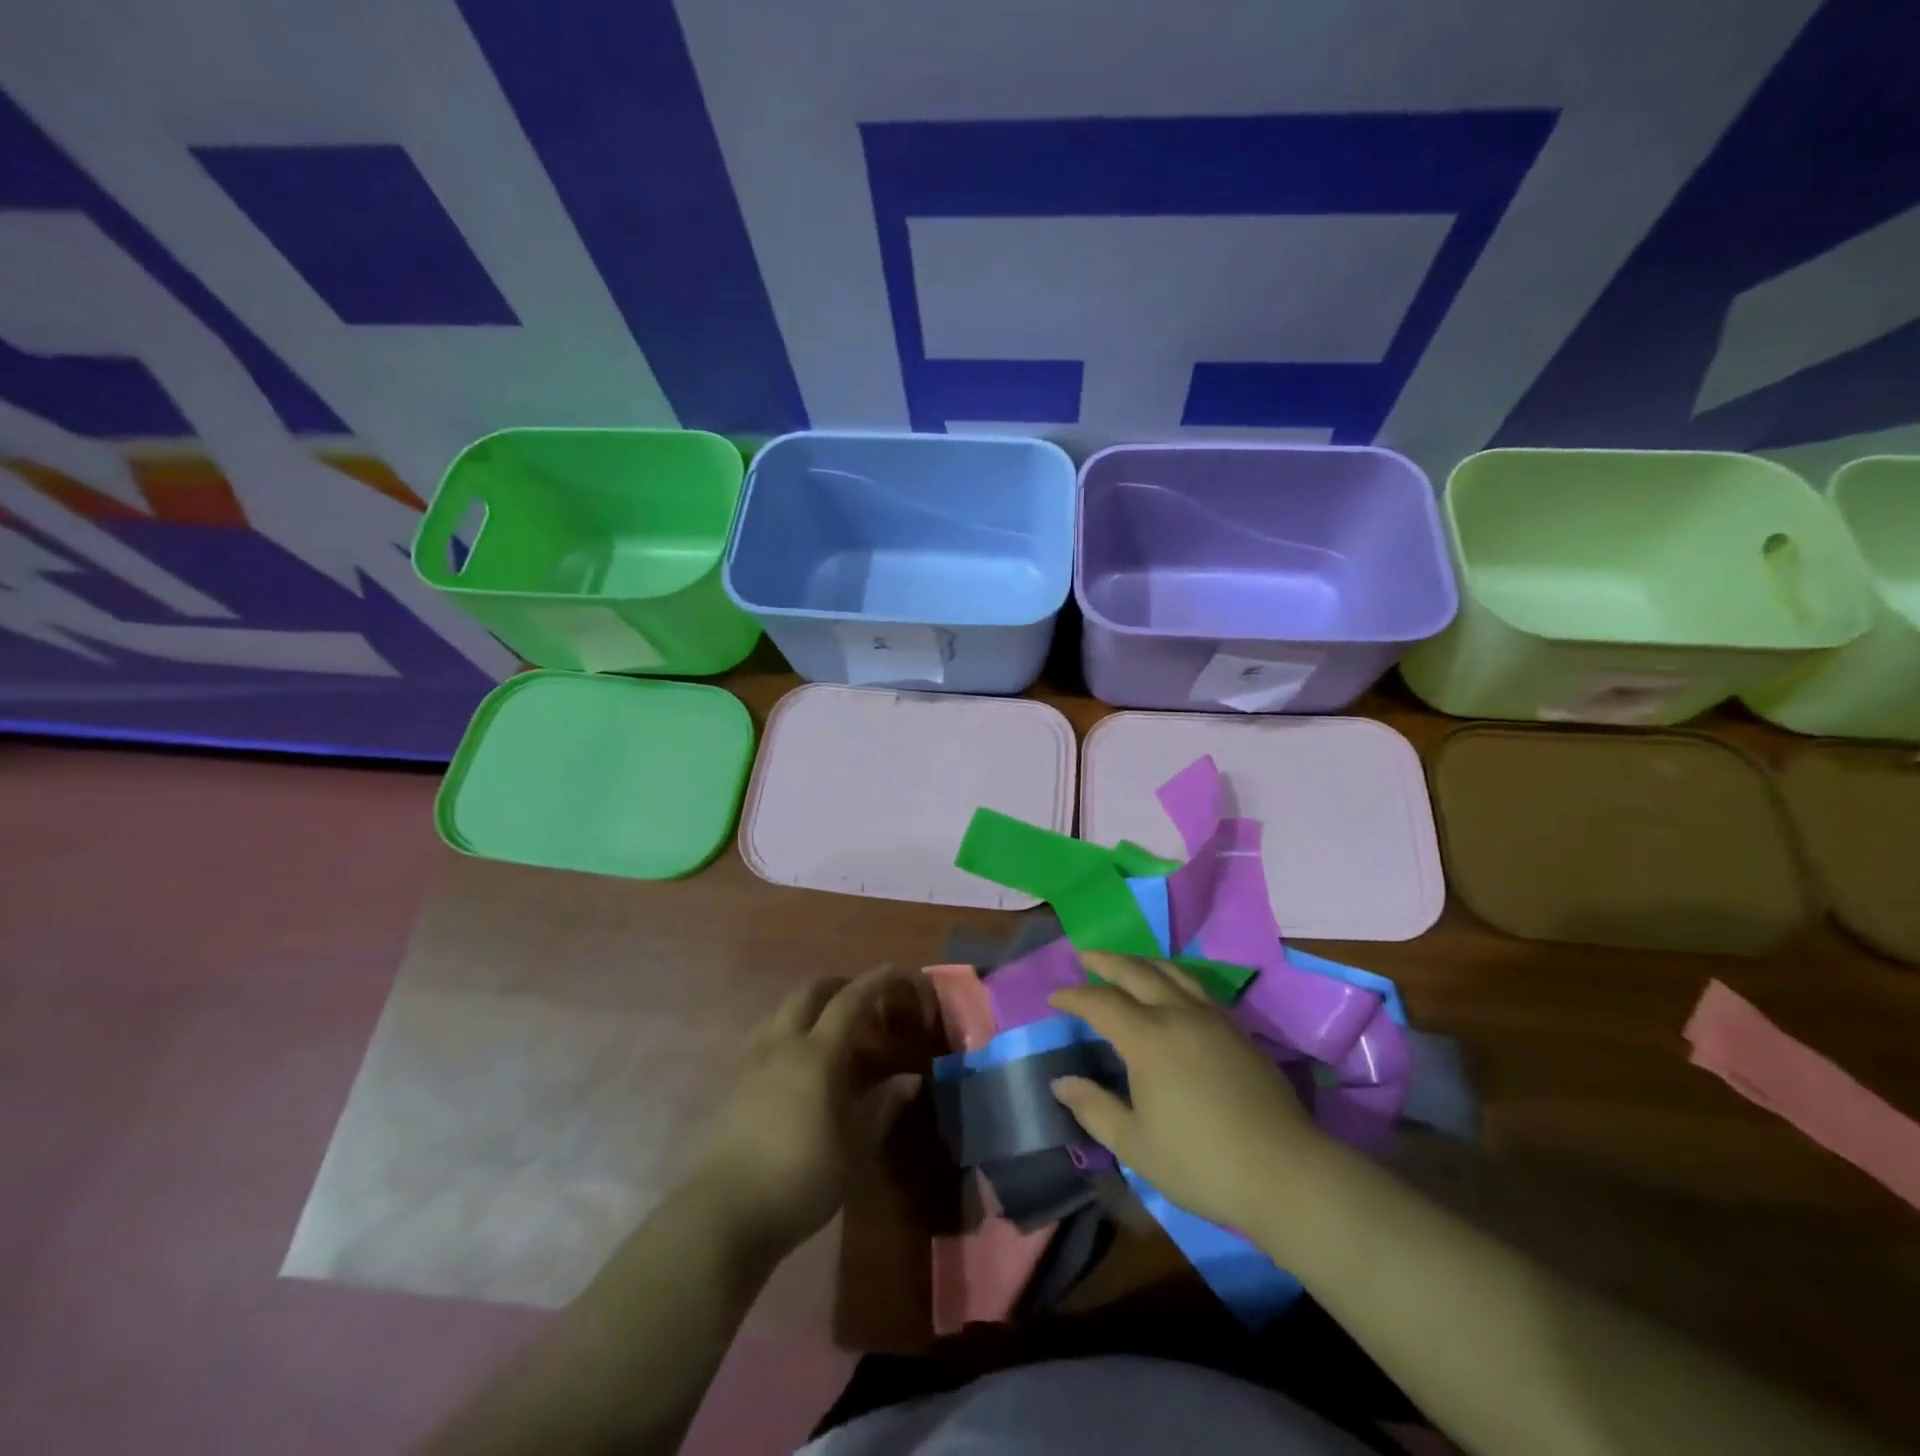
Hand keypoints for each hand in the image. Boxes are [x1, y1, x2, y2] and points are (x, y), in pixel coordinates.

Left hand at [689, 966, 932, 1254]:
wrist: (723, 1214)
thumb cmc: (799, 1178)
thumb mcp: (852, 1149)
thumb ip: (880, 1108)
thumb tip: (909, 1080)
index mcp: (815, 1055)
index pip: (848, 1003)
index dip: (873, 983)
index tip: (895, 970)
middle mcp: (781, 1047)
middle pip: (806, 995)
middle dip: (834, 986)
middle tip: (857, 996)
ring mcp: (751, 1064)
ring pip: (778, 1013)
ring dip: (804, 1006)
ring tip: (822, 1024)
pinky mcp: (732, 1087)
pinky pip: (762, 1039)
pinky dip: (783, 1032)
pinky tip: (790, 1061)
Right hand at [1050, 952, 1327, 1229]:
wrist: (1285, 1173)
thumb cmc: (1201, 1163)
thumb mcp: (1135, 1144)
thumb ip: (1094, 1108)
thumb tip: (1061, 1083)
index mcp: (1148, 1038)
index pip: (1101, 1002)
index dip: (1074, 996)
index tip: (1055, 996)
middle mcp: (1179, 1014)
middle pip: (1136, 972)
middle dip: (1106, 961)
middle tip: (1084, 954)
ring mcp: (1213, 1018)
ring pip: (1171, 972)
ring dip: (1141, 962)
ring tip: (1125, 963)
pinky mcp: (1237, 1030)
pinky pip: (1195, 987)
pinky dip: (1171, 977)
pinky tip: (1170, 991)